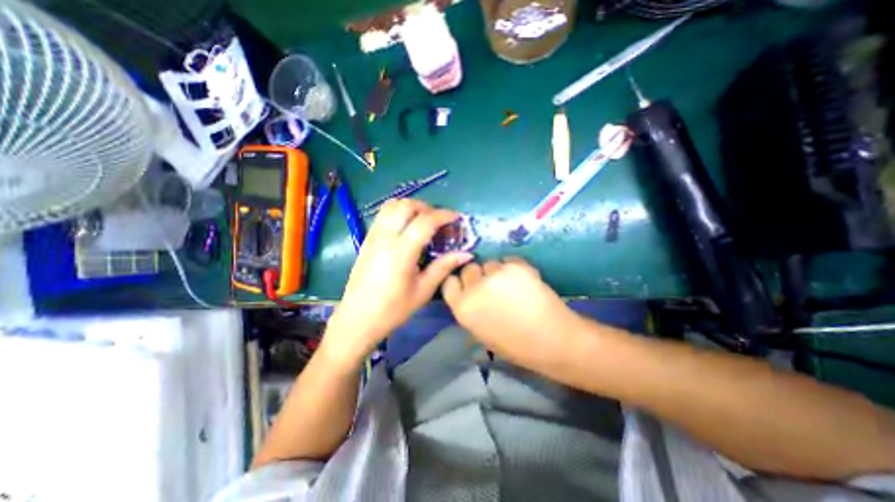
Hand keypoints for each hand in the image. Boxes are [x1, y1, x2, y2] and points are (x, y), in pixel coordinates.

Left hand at [323, 197, 473, 364]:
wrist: (357, 319)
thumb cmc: (393, 309)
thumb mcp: (423, 291)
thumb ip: (443, 267)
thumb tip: (466, 254)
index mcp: (401, 252)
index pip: (425, 222)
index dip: (443, 215)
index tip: (456, 217)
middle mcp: (385, 238)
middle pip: (406, 206)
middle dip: (426, 207)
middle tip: (439, 221)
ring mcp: (373, 237)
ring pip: (391, 206)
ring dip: (411, 207)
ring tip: (423, 221)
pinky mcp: (366, 240)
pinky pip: (382, 215)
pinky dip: (398, 212)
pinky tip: (406, 228)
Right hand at [442, 259, 583, 372]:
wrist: (553, 341)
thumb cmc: (516, 345)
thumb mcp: (481, 332)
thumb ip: (470, 309)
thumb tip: (469, 292)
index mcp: (463, 308)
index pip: (449, 282)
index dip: (459, 282)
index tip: (468, 285)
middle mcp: (475, 288)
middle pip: (469, 269)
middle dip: (478, 275)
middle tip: (493, 286)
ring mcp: (496, 274)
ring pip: (490, 263)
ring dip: (497, 271)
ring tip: (513, 285)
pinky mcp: (516, 266)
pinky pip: (508, 260)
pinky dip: (513, 268)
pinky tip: (524, 282)